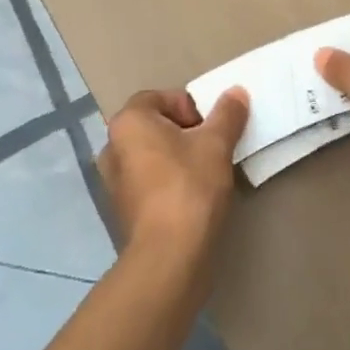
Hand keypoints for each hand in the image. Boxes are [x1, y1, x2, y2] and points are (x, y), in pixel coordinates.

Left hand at [99, 88, 249, 266]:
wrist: (169, 257)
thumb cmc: (189, 187)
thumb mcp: (216, 144)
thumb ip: (227, 114)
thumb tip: (236, 92)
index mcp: (128, 121)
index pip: (161, 98)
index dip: (190, 107)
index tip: (210, 129)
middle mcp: (112, 146)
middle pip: (155, 126)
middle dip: (185, 133)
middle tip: (211, 149)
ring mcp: (113, 181)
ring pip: (152, 156)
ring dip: (177, 159)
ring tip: (205, 175)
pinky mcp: (122, 210)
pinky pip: (148, 182)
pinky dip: (168, 183)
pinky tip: (191, 198)